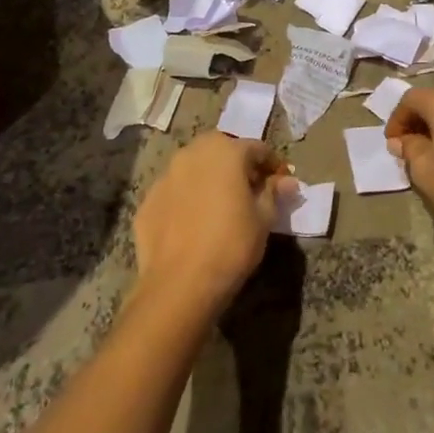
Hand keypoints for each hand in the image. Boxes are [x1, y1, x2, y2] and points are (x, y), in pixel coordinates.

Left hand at [133, 132, 294, 312]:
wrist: (180, 283)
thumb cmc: (231, 244)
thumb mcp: (264, 218)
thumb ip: (274, 192)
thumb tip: (287, 181)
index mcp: (225, 151)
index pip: (257, 149)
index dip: (272, 165)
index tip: (281, 183)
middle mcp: (192, 153)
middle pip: (221, 150)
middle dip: (238, 166)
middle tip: (250, 191)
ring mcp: (165, 176)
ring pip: (194, 169)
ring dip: (209, 179)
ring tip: (220, 206)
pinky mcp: (147, 201)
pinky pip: (175, 192)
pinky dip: (187, 199)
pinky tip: (194, 224)